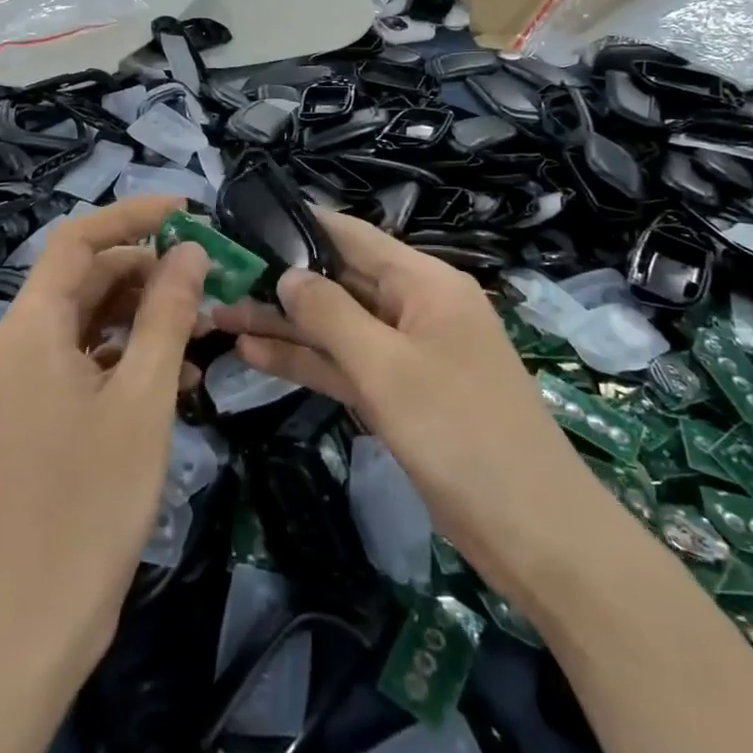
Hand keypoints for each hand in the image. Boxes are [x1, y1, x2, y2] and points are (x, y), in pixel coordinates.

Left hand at [0, 196, 209, 680]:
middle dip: (150, 270)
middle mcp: (23, 342)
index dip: (133, 216)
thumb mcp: (143, 397)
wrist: (30, 623)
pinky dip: (134, 356)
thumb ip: (167, 315)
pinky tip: (184, 376)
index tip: (191, 213)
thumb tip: (188, 249)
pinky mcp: (45, 415)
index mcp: (32, 326)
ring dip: (148, 315)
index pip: (78, 239)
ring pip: (94, 320)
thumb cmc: (89, 501)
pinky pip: (91, 361)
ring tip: (209, 325)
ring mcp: (31, 382)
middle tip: (214, 277)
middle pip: (88, 278)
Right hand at [211, 211, 589, 598]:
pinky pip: (345, 365)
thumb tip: (288, 274)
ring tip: (221, 316)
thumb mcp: (386, 367)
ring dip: (285, 325)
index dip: (300, 225)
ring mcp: (407, 353)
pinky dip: (306, 361)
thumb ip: (330, 314)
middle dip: (281, 283)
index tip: (246, 221)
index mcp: (424, 283)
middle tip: (219, 281)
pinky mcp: (400, 394)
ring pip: (337, 326)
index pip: (352, 236)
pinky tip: (254, 355)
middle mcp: (415, 307)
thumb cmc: (460, 431)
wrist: (533, 531)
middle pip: (339, 282)